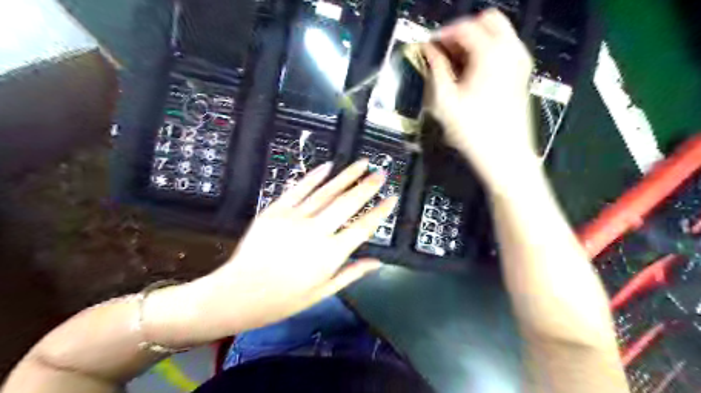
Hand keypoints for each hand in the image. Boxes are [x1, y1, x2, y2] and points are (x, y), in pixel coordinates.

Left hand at [147, 158, 396, 344]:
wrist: (238, 294)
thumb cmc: (283, 299)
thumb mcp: (322, 293)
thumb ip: (351, 274)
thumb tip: (377, 262)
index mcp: (330, 255)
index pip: (363, 228)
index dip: (380, 212)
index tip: (391, 199)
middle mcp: (316, 232)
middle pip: (348, 203)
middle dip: (367, 186)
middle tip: (381, 173)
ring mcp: (294, 218)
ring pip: (326, 192)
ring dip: (346, 176)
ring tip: (362, 163)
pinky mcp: (275, 210)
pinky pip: (298, 189)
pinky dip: (314, 176)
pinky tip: (328, 166)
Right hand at [421, 10, 538, 195]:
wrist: (505, 155)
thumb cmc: (473, 131)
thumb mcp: (445, 100)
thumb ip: (436, 69)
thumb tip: (429, 51)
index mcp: (490, 54)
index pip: (464, 27)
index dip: (442, 34)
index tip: (428, 47)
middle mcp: (510, 50)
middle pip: (486, 20)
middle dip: (461, 31)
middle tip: (443, 51)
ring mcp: (519, 62)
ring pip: (496, 32)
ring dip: (473, 41)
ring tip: (454, 63)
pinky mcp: (521, 74)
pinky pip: (503, 48)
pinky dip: (485, 51)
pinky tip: (470, 73)